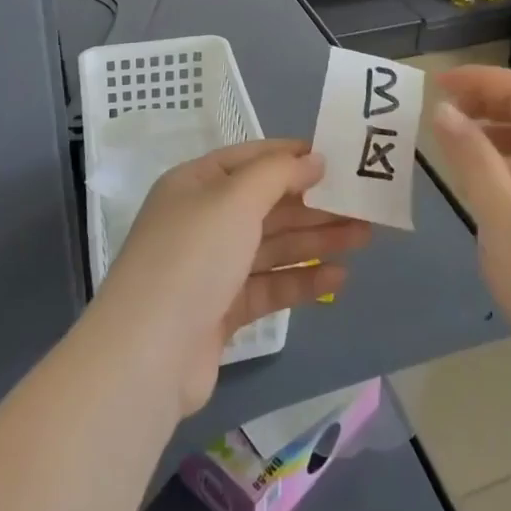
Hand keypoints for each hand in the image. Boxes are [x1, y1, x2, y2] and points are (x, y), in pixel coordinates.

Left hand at [95, 140, 372, 417]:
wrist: (147, 355)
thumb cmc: (192, 257)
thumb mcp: (235, 199)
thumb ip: (278, 174)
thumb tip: (315, 159)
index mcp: (196, 184)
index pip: (251, 159)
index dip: (292, 156)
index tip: (337, 158)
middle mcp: (202, 220)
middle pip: (267, 204)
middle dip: (314, 203)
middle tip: (364, 204)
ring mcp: (211, 267)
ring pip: (272, 245)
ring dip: (316, 240)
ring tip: (364, 237)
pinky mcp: (221, 310)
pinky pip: (269, 285)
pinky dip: (301, 280)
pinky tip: (338, 278)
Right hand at [430, 67, 510, 388]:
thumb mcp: (500, 214)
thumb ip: (471, 157)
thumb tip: (444, 109)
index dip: (482, 79)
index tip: (438, 84)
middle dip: (485, 101)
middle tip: (440, 110)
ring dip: (491, 132)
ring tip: (453, 142)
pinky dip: (499, 164)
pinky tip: (477, 184)